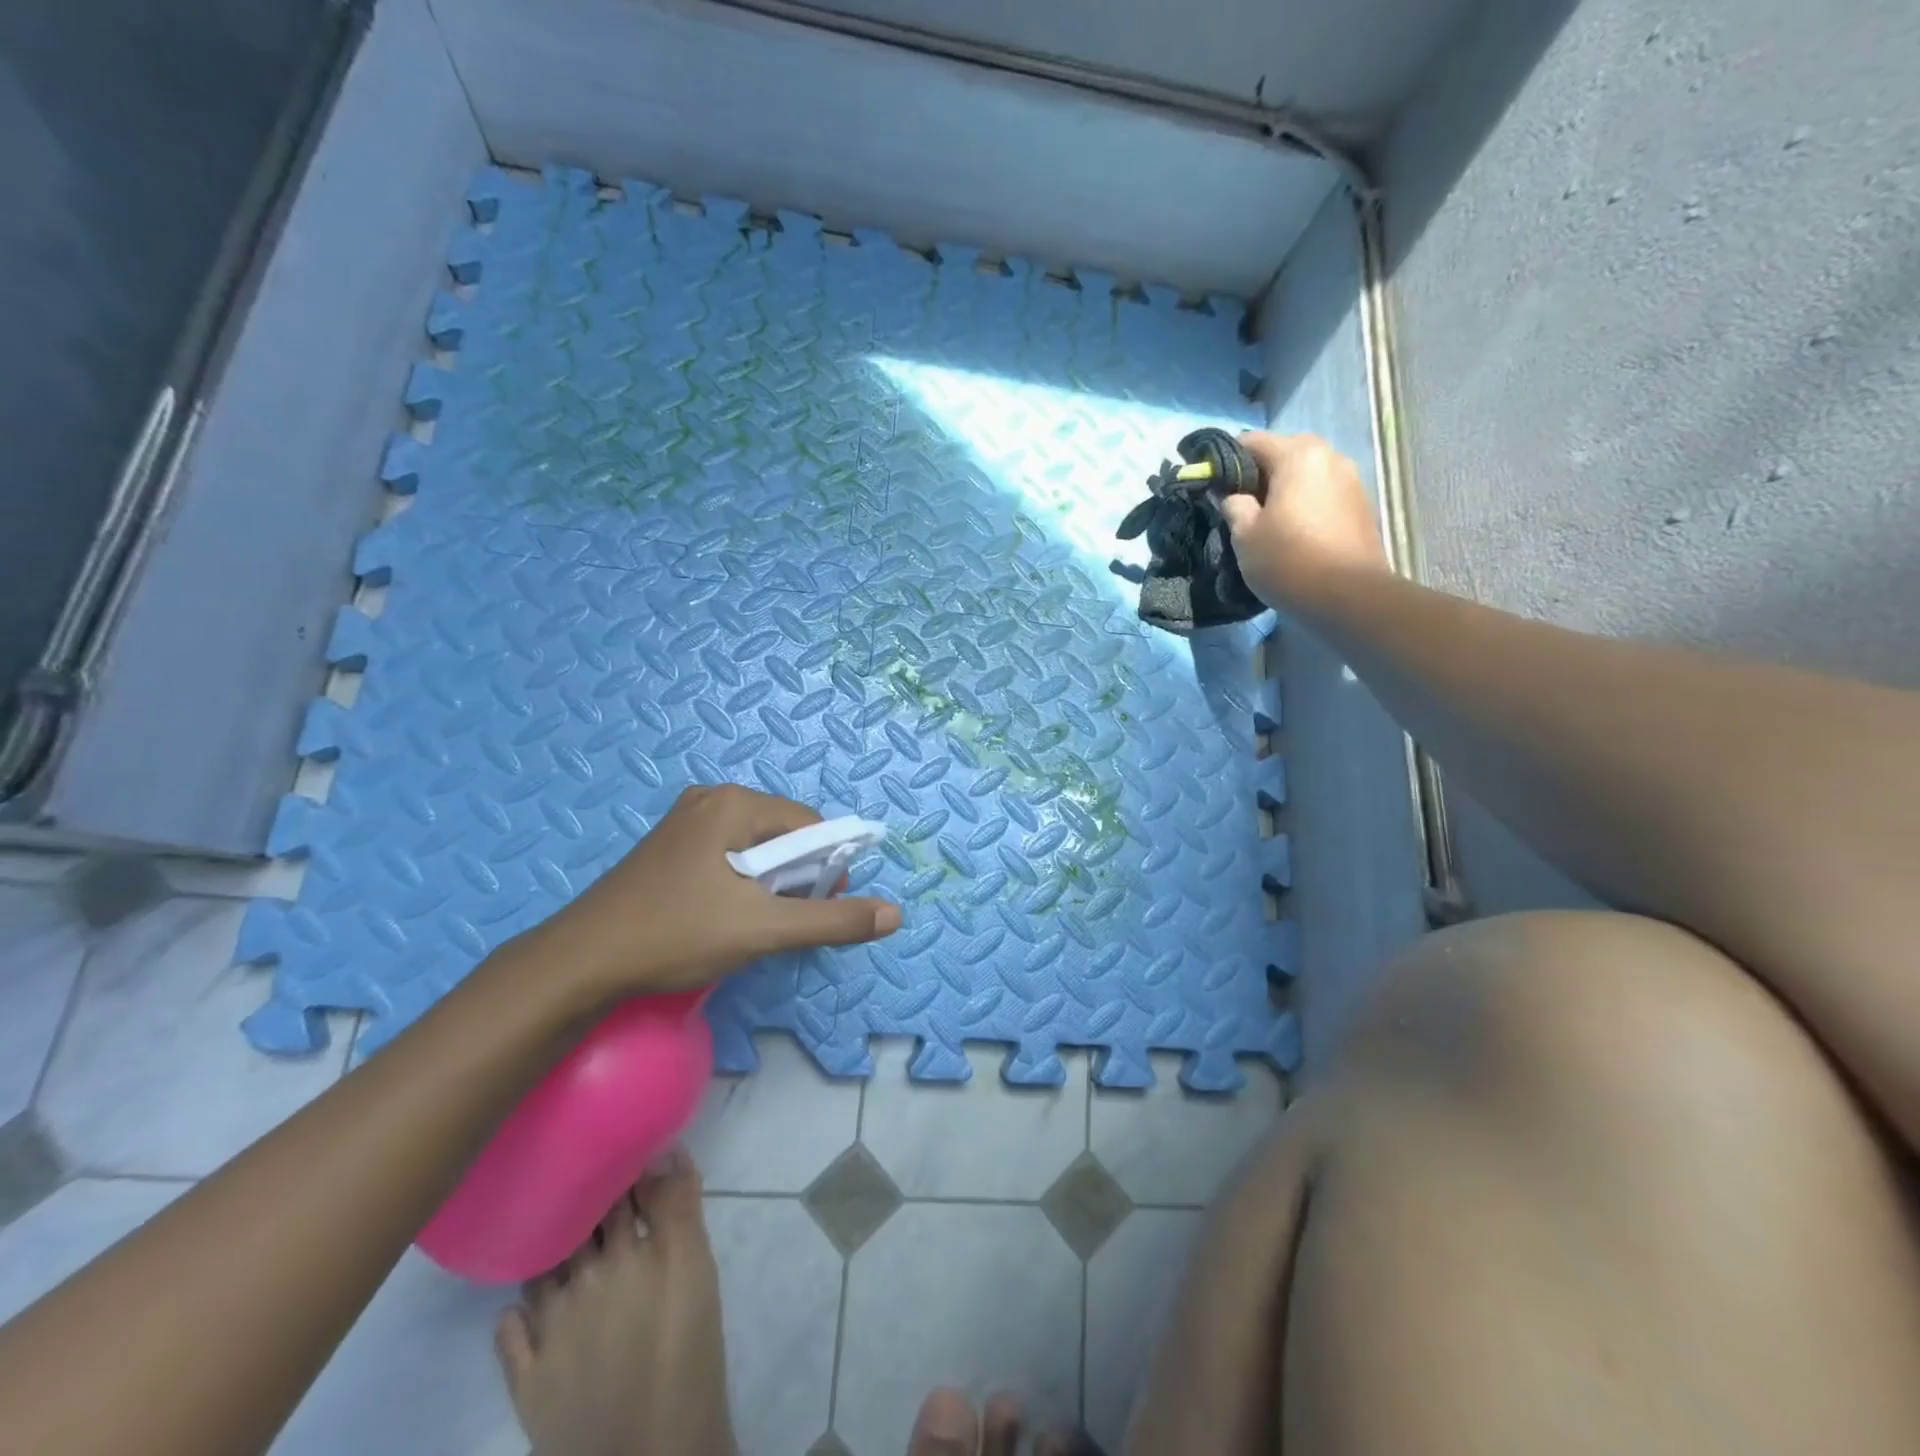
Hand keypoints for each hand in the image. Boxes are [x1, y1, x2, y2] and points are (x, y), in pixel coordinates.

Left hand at [521, 785, 902, 999]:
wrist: (580, 963)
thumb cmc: (676, 935)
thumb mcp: (763, 930)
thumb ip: (832, 920)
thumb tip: (895, 914)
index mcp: (734, 802)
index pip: (810, 824)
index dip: (824, 867)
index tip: (815, 907)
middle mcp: (711, 798)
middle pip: (783, 833)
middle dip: (793, 876)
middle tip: (776, 921)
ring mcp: (685, 820)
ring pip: (756, 846)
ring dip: (767, 883)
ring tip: (748, 922)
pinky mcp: (670, 845)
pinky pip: (727, 853)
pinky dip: (740, 881)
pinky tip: (721, 914)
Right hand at [1219, 433, 1388, 609]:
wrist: (1348, 596)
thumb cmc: (1287, 560)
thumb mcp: (1244, 535)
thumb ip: (1233, 505)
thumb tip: (1231, 494)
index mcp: (1298, 455)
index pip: (1252, 441)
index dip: (1226, 461)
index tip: (1213, 485)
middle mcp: (1330, 456)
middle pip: (1284, 453)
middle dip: (1260, 474)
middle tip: (1241, 505)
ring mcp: (1352, 480)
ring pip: (1307, 474)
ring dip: (1285, 489)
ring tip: (1268, 521)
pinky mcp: (1362, 506)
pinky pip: (1324, 494)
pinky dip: (1306, 504)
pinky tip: (1295, 531)